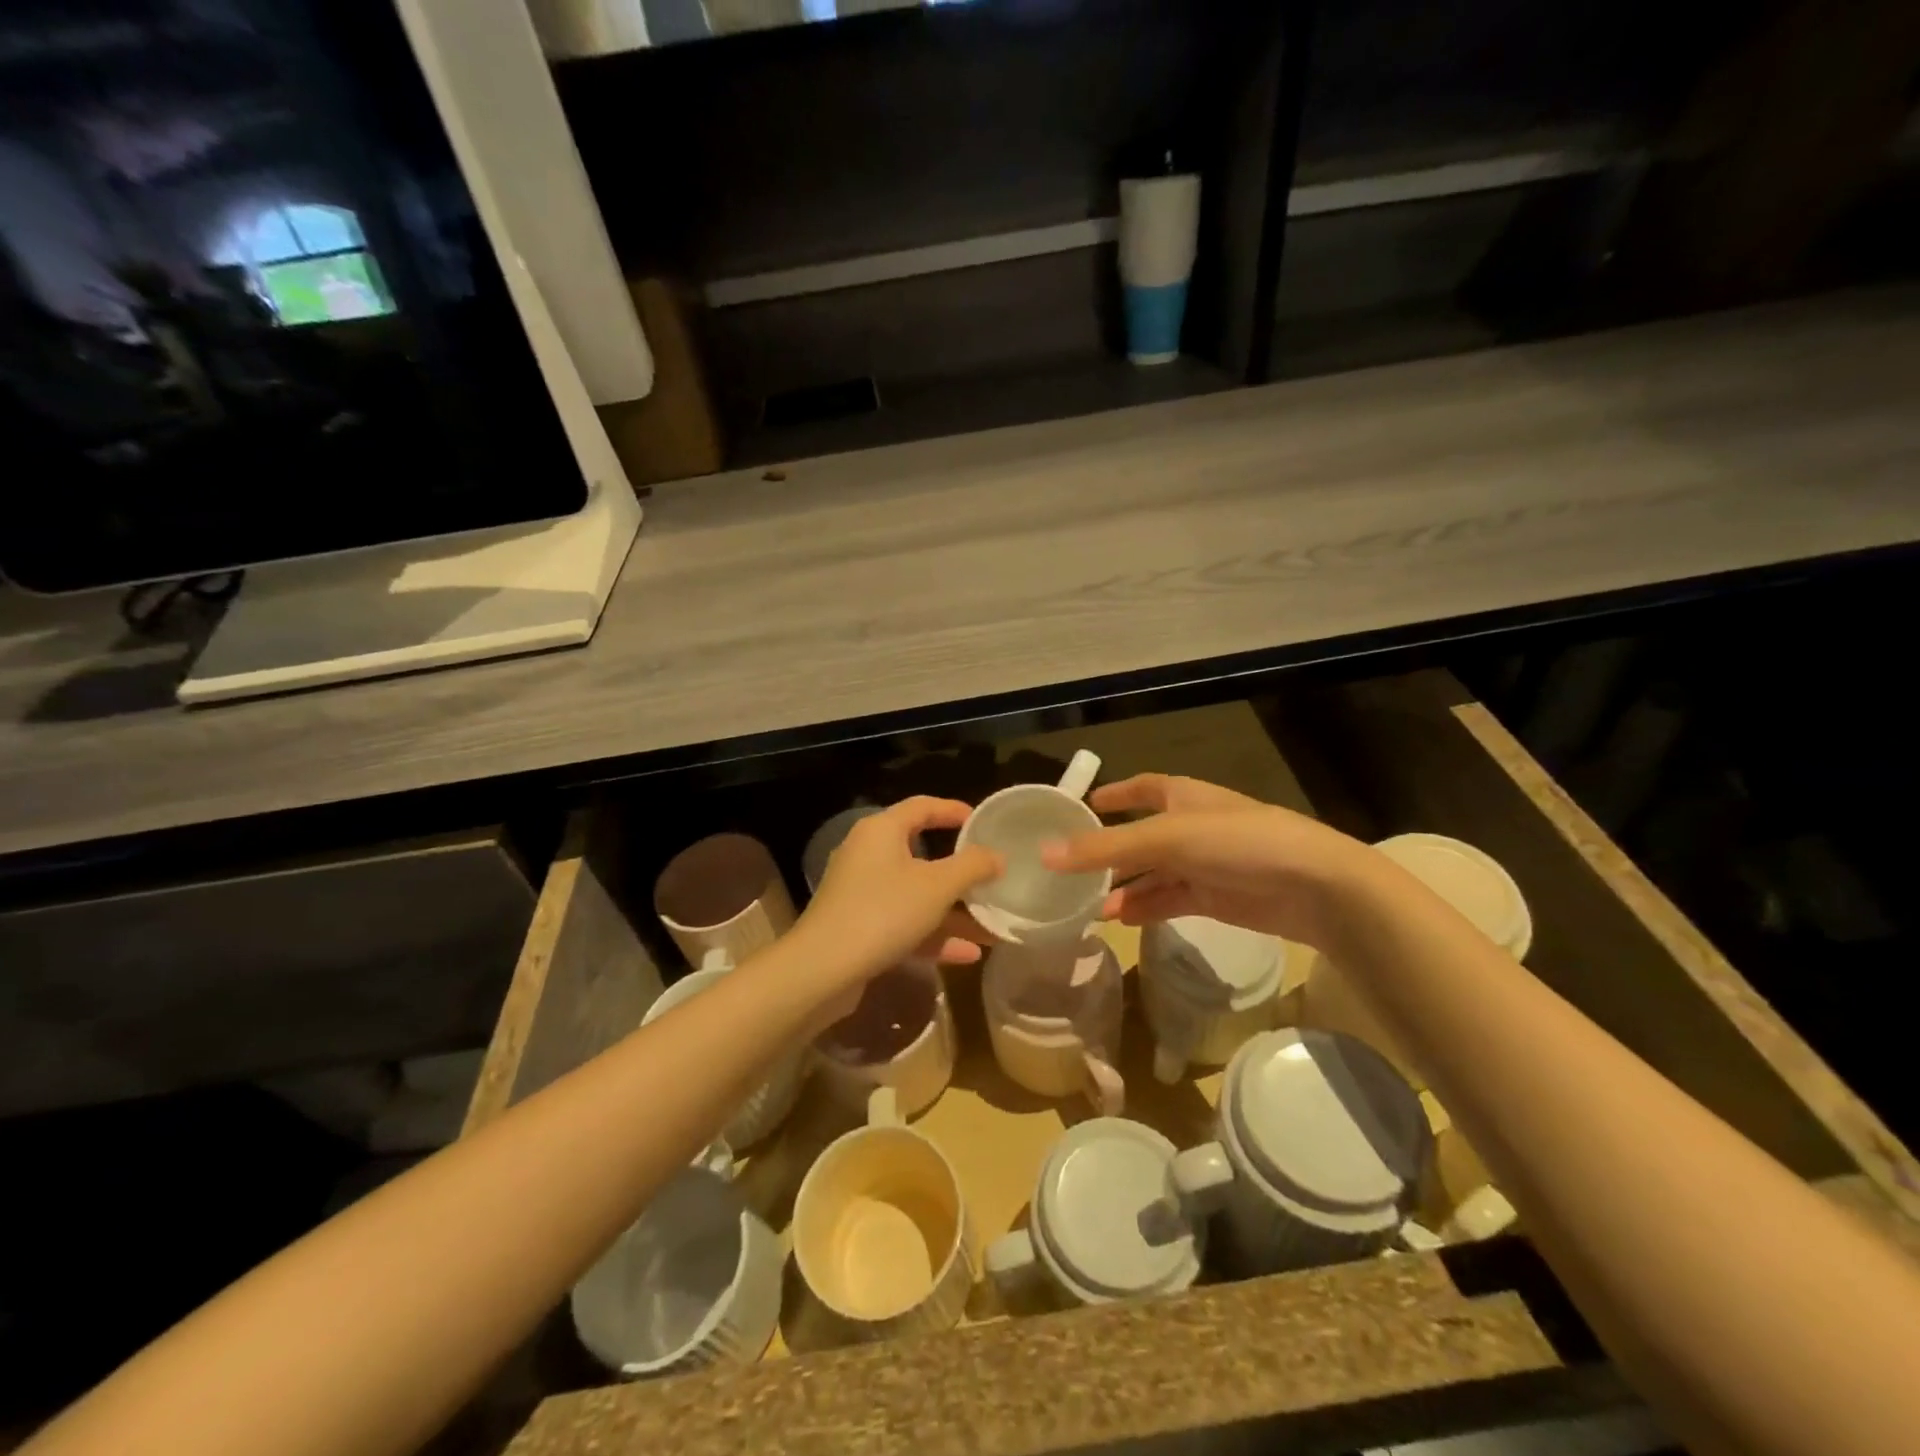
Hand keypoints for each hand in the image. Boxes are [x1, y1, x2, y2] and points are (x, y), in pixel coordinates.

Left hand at [795, 796, 1003, 991]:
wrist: (822, 970)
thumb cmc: (883, 911)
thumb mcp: (937, 886)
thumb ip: (972, 866)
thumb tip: (996, 856)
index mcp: (881, 830)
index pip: (922, 806)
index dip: (954, 811)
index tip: (982, 822)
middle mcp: (867, 854)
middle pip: (921, 854)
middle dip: (960, 873)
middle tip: (991, 878)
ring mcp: (861, 893)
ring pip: (916, 895)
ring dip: (953, 912)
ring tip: (992, 927)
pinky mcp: (858, 927)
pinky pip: (903, 923)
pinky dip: (933, 935)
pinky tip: (969, 954)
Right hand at [1043, 773, 1369, 947]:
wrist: (1314, 887)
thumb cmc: (1238, 843)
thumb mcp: (1166, 838)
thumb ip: (1106, 848)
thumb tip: (1044, 853)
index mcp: (1184, 796)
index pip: (1143, 787)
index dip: (1117, 793)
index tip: (1086, 801)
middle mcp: (1191, 827)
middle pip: (1141, 836)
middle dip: (1109, 851)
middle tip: (1070, 869)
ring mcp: (1204, 865)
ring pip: (1152, 873)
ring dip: (1122, 887)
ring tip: (1086, 905)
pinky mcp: (1215, 899)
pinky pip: (1168, 900)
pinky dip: (1144, 908)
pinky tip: (1118, 920)